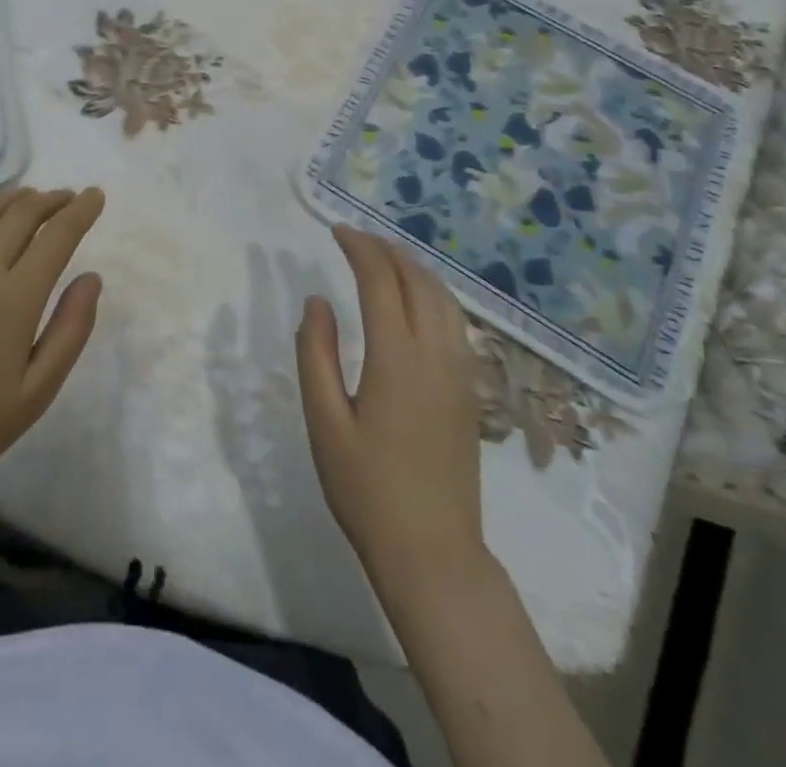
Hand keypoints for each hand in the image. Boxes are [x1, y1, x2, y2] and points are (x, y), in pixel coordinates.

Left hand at [0, 187, 104, 507]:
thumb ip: (71, 328)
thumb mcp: (40, 388)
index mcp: (13, 298)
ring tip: (35, 199)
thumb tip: (92, 277)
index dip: (80, 211)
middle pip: (22, 213)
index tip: (96, 195)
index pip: (57, 235)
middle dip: (52, 200)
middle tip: (70, 198)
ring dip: (16, 198)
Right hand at [296, 226, 486, 589]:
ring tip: (384, 257)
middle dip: (387, 249)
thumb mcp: (324, 422)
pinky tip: (415, 301)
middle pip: (418, 280)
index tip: (336, 231)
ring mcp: (460, 372)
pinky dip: (433, 293)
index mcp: (397, 357)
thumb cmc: (367, 489)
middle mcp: (436, 354)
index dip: (359, 248)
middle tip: (355, 238)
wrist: (433, 554)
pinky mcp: (469, 391)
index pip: (381, 281)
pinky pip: (455, 321)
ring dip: (414, 268)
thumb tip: (317, 301)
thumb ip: (316, 353)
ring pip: (444, 298)